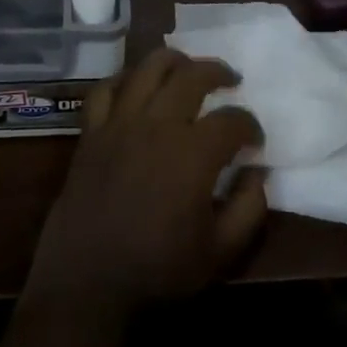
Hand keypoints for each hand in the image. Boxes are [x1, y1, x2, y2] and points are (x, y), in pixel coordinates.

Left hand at [19, 49, 267, 332]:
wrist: (87, 284)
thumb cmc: (157, 271)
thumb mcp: (219, 253)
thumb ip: (248, 209)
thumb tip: (258, 173)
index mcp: (192, 153)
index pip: (232, 121)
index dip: (250, 125)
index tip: (254, 140)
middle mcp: (157, 124)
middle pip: (192, 76)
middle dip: (218, 72)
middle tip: (230, 80)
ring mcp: (119, 122)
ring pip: (148, 68)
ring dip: (174, 61)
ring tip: (187, 68)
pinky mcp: (91, 131)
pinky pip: (105, 89)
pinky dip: (123, 80)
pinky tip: (136, 86)